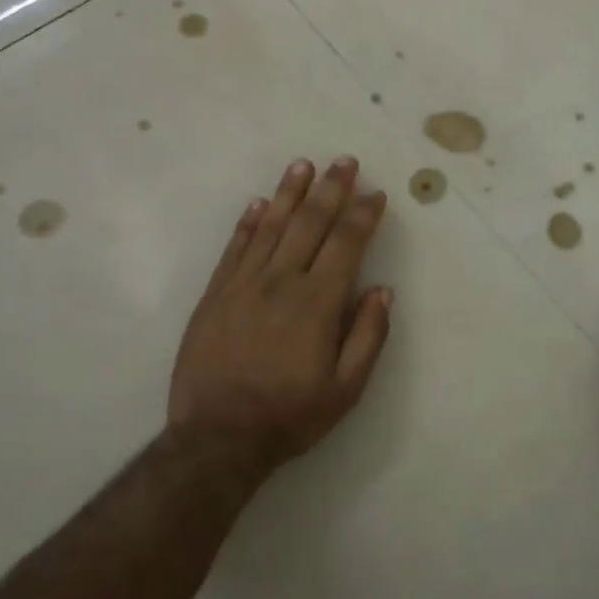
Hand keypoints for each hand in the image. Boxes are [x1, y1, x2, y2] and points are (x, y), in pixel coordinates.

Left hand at [168, 157, 393, 475]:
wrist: (217, 437)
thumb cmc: (290, 415)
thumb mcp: (346, 389)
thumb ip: (368, 336)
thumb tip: (382, 290)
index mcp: (317, 303)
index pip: (346, 244)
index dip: (362, 215)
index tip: (375, 192)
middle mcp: (281, 282)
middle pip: (310, 224)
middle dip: (330, 189)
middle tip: (344, 161)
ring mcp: (243, 284)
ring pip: (271, 226)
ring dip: (290, 193)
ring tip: (303, 165)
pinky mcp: (215, 294)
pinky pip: (235, 248)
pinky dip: (248, 222)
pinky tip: (259, 203)